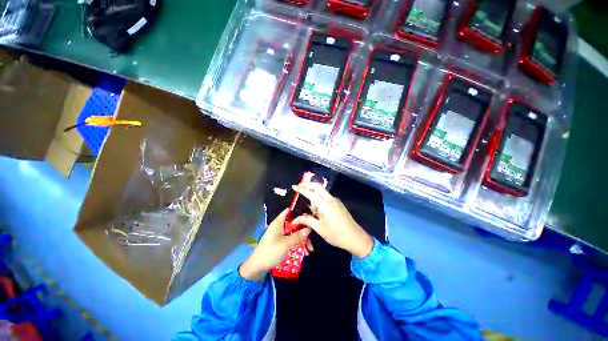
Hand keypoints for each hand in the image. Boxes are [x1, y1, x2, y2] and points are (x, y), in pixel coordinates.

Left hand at [240, 208, 310, 281]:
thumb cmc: (271, 252)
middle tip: (312, 237)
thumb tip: (308, 228)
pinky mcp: (278, 242)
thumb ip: (298, 235)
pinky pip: (290, 240)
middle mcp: (279, 226)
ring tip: (309, 249)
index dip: (298, 212)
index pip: (289, 211)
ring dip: (301, 239)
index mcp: (278, 223)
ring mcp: (278, 235)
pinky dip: (296, 244)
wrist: (257, 267)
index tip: (309, 216)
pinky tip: (303, 252)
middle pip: (293, 224)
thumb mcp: (287, 244)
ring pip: (293, 233)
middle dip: (303, 230)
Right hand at [291, 182, 373, 258]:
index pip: (311, 193)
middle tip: (298, 187)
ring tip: (307, 204)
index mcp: (325, 204)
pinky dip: (319, 198)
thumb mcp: (320, 228)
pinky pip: (326, 197)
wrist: (356, 238)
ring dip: (313, 193)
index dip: (301, 189)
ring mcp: (335, 201)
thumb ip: (307, 220)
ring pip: (322, 192)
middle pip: (318, 186)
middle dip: (307, 185)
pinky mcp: (338, 204)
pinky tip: (316, 209)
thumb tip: (295, 219)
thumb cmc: (336, 234)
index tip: (293, 186)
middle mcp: (330, 199)